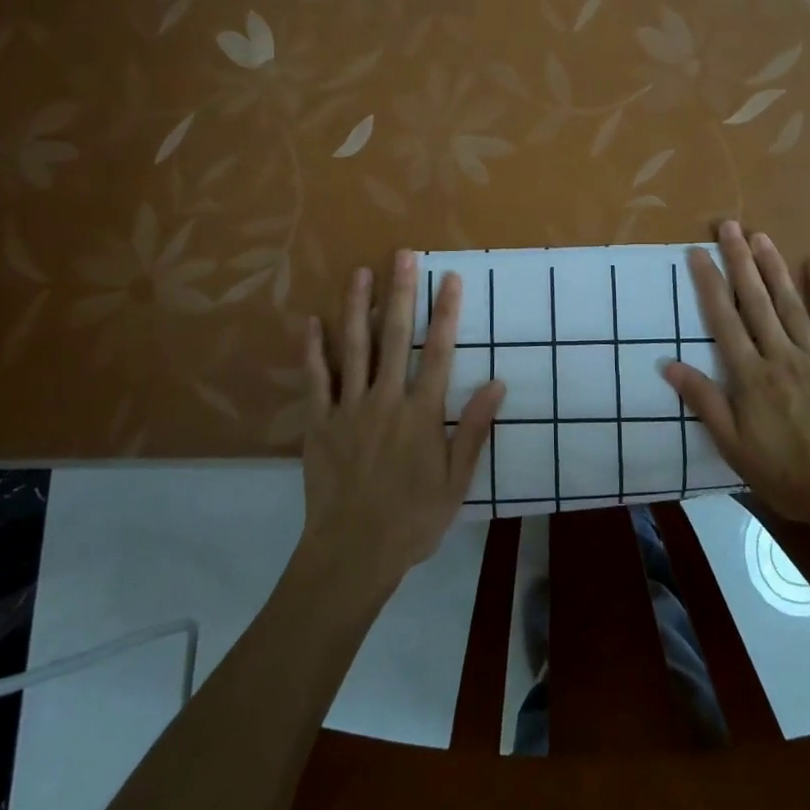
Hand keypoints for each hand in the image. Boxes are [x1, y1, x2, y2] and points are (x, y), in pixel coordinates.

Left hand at [300, 251, 503, 592]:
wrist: (352, 553)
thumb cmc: (412, 520)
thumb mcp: (456, 481)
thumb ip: (473, 430)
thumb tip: (497, 384)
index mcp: (421, 413)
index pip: (439, 352)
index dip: (446, 312)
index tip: (450, 278)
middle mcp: (385, 400)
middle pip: (395, 337)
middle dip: (402, 293)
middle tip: (404, 256)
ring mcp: (348, 409)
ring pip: (354, 347)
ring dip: (358, 307)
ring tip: (361, 272)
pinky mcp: (319, 423)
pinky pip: (316, 379)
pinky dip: (314, 349)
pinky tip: (313, 321)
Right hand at [662, 220, 809, 528]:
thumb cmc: (787, 473)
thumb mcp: (734, 447)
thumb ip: (704, 402)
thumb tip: (668, 365)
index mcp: (750, 376)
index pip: (723, 320)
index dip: (709, 283)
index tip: (697, 252)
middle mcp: (780, 355)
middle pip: (756, 301)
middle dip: (739, 261)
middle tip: (728, 226)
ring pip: (790, 303)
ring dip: (774, 267)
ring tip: (760, 237)